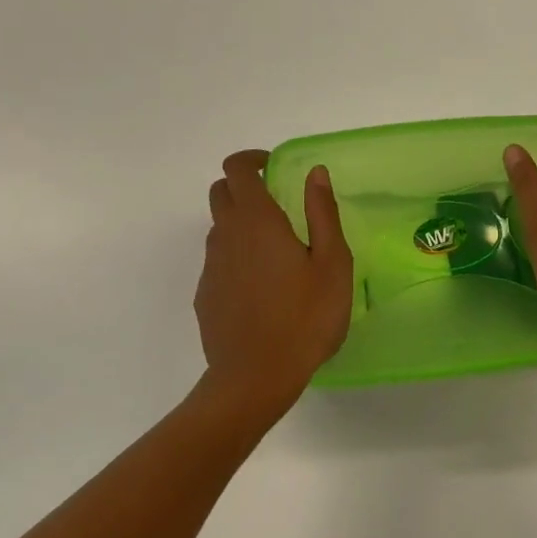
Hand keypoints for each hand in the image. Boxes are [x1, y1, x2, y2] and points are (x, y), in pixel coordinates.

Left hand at [193, 150, 353, 420]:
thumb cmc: (305, 318)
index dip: (252, 159)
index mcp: (257, 221)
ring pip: (219, 227)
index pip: (237, 169)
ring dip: (240, 223)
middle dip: (243, 186)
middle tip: (276, 204)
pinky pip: (218, 260)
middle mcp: (226, 235)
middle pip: (221, 192)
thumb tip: (315, 172)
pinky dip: (235, 257)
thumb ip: (322, 212)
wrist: (255, 378)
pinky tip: (261, 287)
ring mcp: (211, 266)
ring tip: (276, 251)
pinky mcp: (205, 294)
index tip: (274, 168)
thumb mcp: (331, 263)